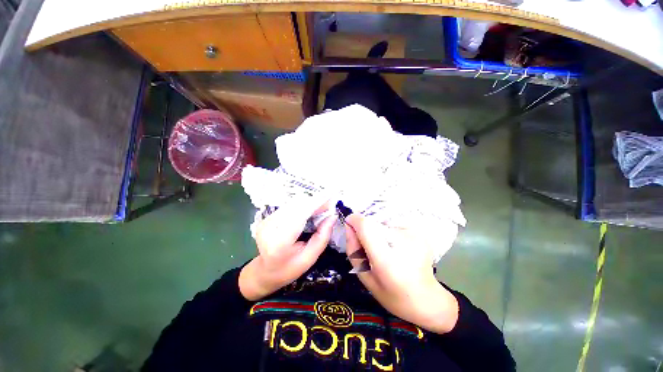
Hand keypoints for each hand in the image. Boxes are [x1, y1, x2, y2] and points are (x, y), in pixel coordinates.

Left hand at [239, 197, 336, 300]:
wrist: (265, 272)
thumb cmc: (289, 269)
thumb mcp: (309, 258)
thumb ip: (322, 237)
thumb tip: (332, 216)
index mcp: (279, 242)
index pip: (300, 215)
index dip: (316, 204)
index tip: (331, 197)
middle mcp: (270, 227)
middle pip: (296, 206)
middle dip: (315, 202)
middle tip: (329, 204)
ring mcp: (266, 221)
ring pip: (293, 204)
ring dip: (309, 203)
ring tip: (321, 207)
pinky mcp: (267, 217)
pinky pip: (289, 206)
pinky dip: (302, 205)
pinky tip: (310, 210)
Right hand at [344, 214, 458, 333]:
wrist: (427, 299)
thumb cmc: (392, 294)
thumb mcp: (365, 277)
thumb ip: (353, 249)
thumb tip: (349, 225)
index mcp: (387, 261)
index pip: (366, 227)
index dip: (355, 221)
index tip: (349, 223)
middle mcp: (402, 243)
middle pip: (374, 223)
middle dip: (366, 229)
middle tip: (370, 247)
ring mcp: (414, 235)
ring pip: (383, 222)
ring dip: (378, 232)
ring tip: (386, 250)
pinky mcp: (418, 232)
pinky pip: (394, 225)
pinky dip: (389, 233)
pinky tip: (396, 248)